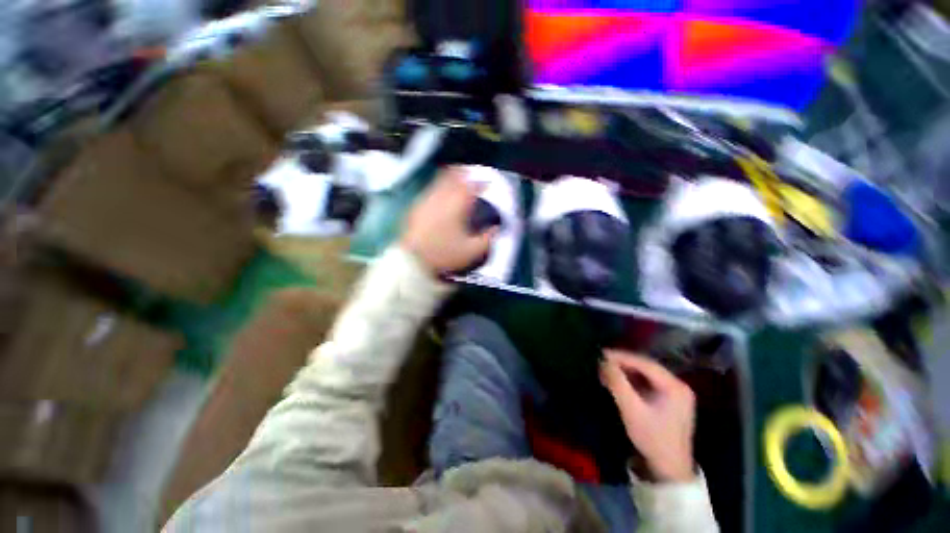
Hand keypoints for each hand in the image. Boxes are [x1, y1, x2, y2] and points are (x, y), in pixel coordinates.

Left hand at [402, 167, 498, 273]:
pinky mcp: (416, 207)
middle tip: (471, 174)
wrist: (412, 260)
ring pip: (439, 181)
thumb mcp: (472, 251)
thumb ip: (488, 238)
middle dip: (464, 173)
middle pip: (453, 176)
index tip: (488, 183)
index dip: (482, 183)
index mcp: (457, 205)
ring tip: (456, 180)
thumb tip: (497, 228)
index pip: (472, 187)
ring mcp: (426, 201)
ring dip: (450, 178)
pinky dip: (438, 188)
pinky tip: (440, 196)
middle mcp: (441, 197)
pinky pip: (429, 190)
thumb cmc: (444, 254)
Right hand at [600, 350, 696, 482]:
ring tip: (605, 371)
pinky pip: (647, 383)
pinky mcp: (669, 400)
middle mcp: (678, 385)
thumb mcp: (632, 410)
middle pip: (645, 367)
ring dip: (625, 372)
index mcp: (675, 387)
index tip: (601, 353)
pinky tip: (617, 382)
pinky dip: (631, 381)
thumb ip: (617, 383)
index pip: (644, 363)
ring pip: (645, 374)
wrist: (669, 471)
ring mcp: (675, 393)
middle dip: (622, 364)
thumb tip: (603, 361)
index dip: (621, 356)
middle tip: (601, 362)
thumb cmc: (652, 439)